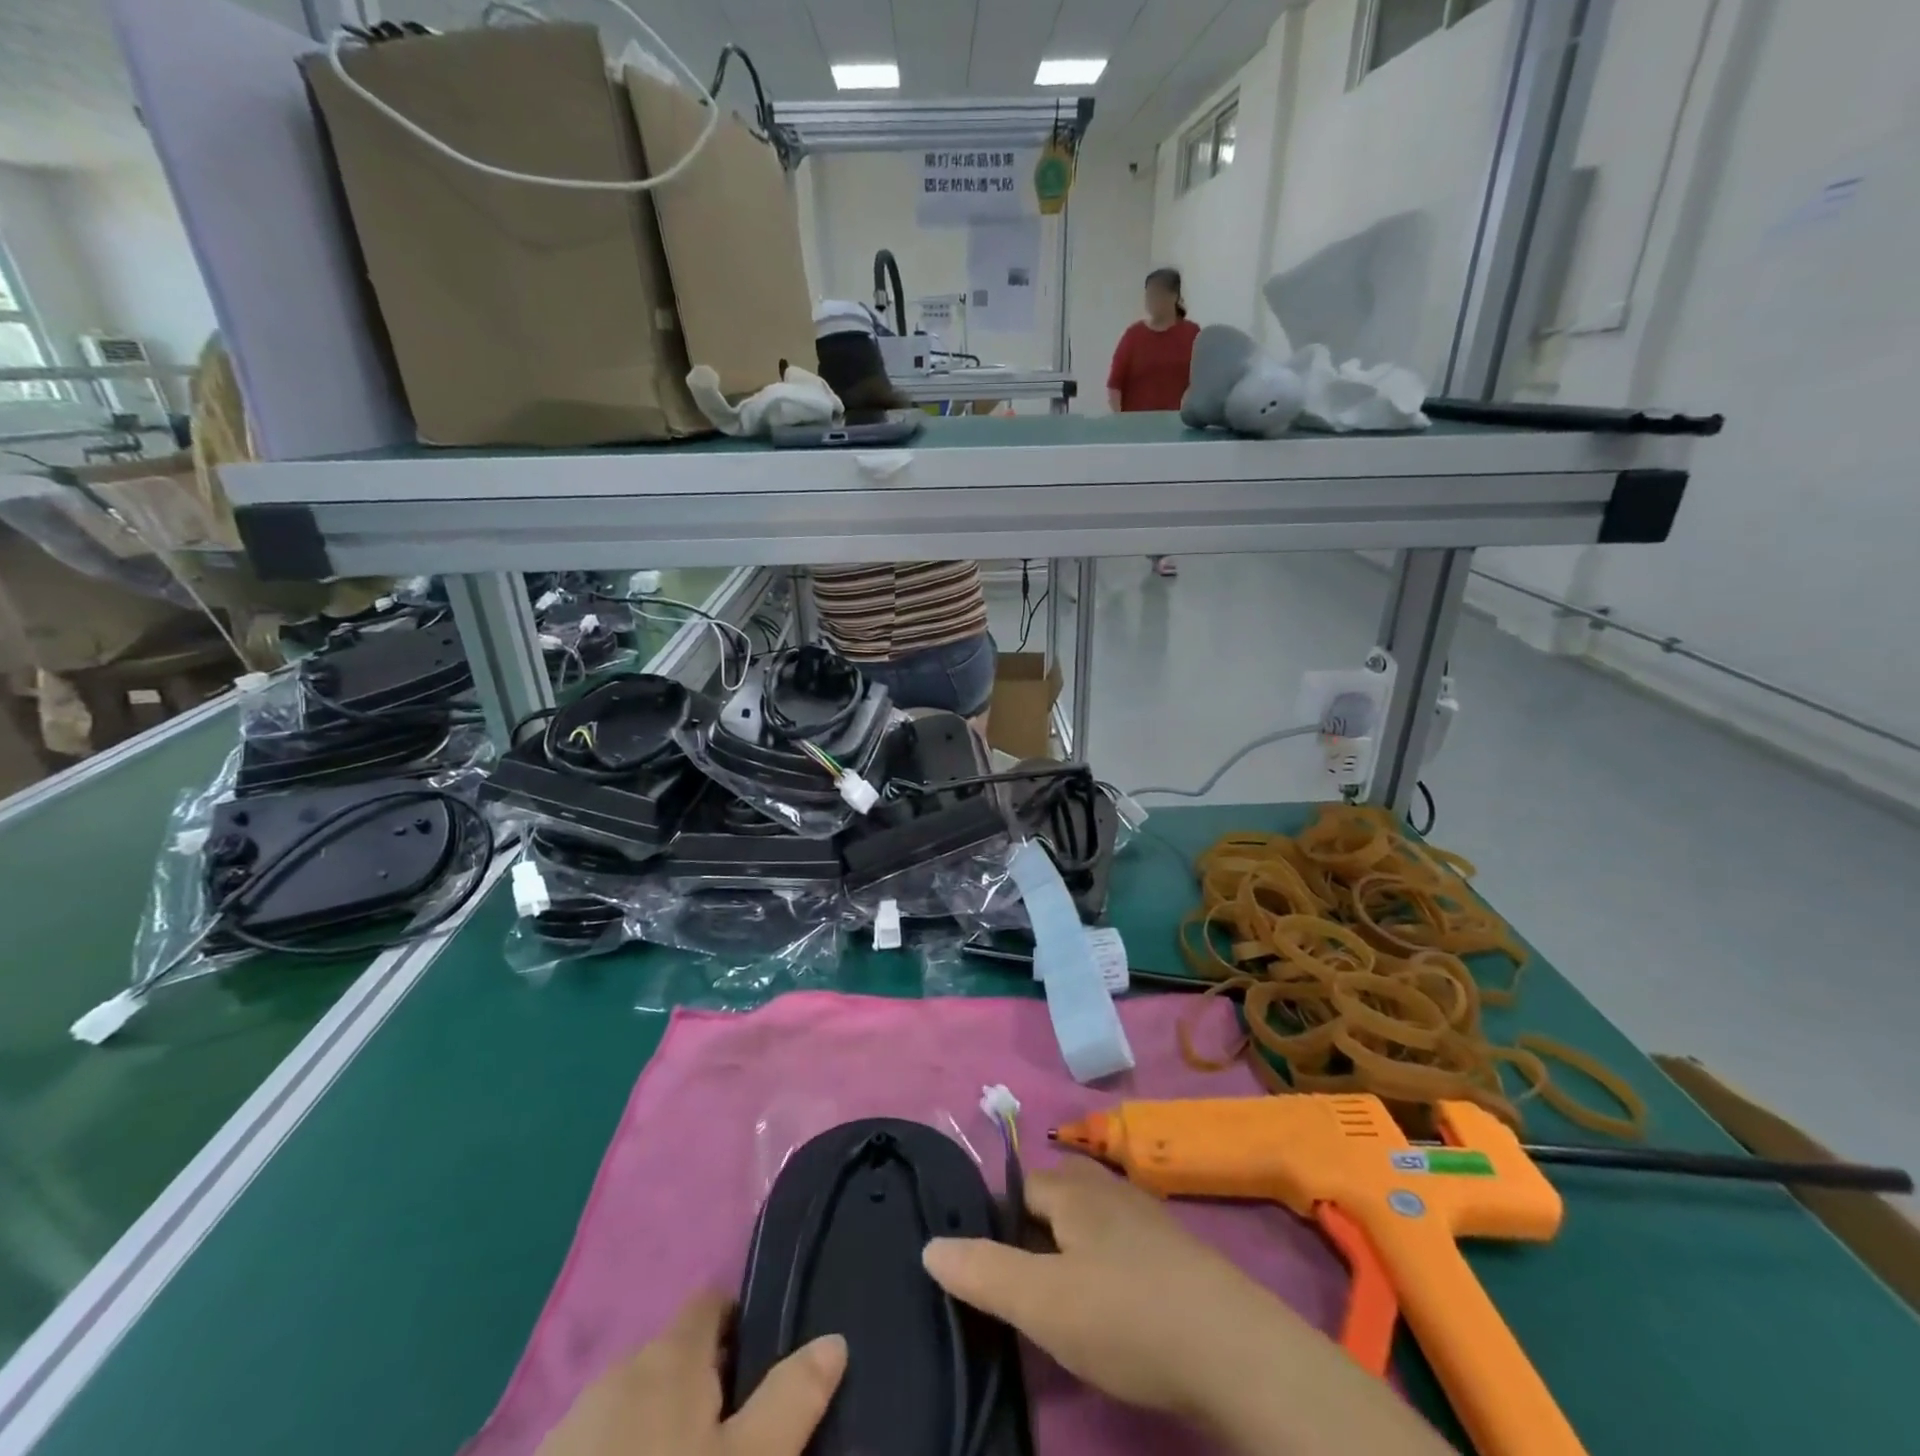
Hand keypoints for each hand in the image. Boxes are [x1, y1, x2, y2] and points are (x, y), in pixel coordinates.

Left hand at [537, 1291, 846, 1455]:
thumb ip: (792, 1399)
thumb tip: (834, 1339)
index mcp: (669, 1355)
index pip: (711, 1301)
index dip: (741, 1320)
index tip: (765, 1360)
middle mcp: (619, 1372)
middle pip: (674, 1357)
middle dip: (705, 1385)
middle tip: (737, 1439)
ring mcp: (571, 1428)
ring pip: (635, 1406)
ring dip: (662, 1428)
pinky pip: (599, 1448)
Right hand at [920, 1158, 1291, 1421]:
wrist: (1235, 1351)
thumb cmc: (1127, 1317)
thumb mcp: (1042, 1302)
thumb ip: (983, 1271)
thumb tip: (930, 1244)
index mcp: (1073, 1188)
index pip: (1017, 1188)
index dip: (996, 1224)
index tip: (987, 1269)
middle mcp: (1108, 1187)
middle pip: (1054, 1200)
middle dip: (1032, 1236)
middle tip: (1021, 1290)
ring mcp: (1146, 1215)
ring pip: (1089, 1222)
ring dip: (1069, 1252)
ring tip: (1060, 1303)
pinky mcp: (1175, 1250)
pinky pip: (1120, 1244)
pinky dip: (1103, 1265)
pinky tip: (1111, 1306)